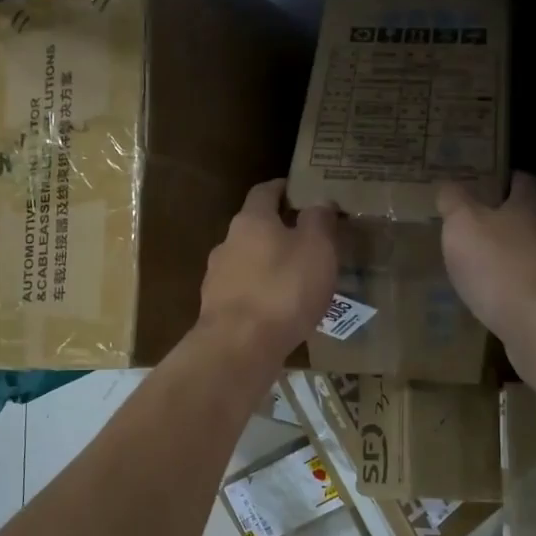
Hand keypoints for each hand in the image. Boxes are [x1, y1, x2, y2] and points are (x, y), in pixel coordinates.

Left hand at [198, 179, 338, 364]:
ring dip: (268, 266)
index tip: (300, 191)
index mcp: (251, 220)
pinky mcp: (216, 310)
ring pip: (247, 262)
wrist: (239, 347)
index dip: (283, 189)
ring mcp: (217, 277)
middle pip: (254, 228)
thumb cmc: (284, 289)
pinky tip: (278, 311)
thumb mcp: (317, 248)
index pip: (265, 191)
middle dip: (278, 231)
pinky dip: (260, 294)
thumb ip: (319, 220)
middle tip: (307, 242)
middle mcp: (227, 242)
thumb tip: (319, 201)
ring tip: (296, 281)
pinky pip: (244, 293)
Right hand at [438, 172, 535, 356]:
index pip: (522, 180)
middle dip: (506, 222)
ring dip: (514, 257)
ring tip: (484, 270)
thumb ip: (454, 201)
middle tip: (474, 232)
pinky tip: (500, 300)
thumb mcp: (462, 225)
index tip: (480, 189)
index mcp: (534, 204)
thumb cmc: (499, 266)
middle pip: (531, 216)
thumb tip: (450, 186)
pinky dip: (520, 287)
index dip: (501, 181)